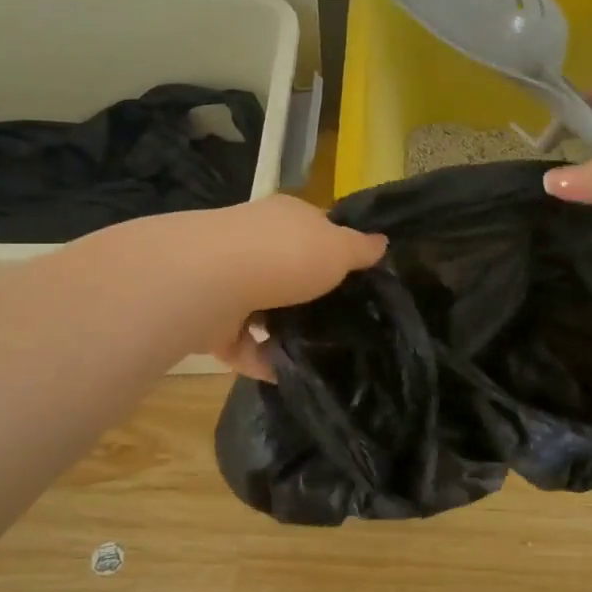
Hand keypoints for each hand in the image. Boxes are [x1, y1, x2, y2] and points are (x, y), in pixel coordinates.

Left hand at [195, 195, 385, 379]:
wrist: (212, 281)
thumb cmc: (286, 254)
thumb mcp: (339, 248)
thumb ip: (360, 249)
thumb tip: (382, 242)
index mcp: (285, 217)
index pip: (314, 228)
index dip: (335, 249)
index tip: (357, 279)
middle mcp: (251, 242)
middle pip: (286, 269)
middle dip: (307, 295)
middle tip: (340, 322)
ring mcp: (226, 280)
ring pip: (261, 308)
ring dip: (281, 330)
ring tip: (316, 354)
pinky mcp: (209, 319)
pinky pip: (241, 344)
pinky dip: (261, 359)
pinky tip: (286, 374)